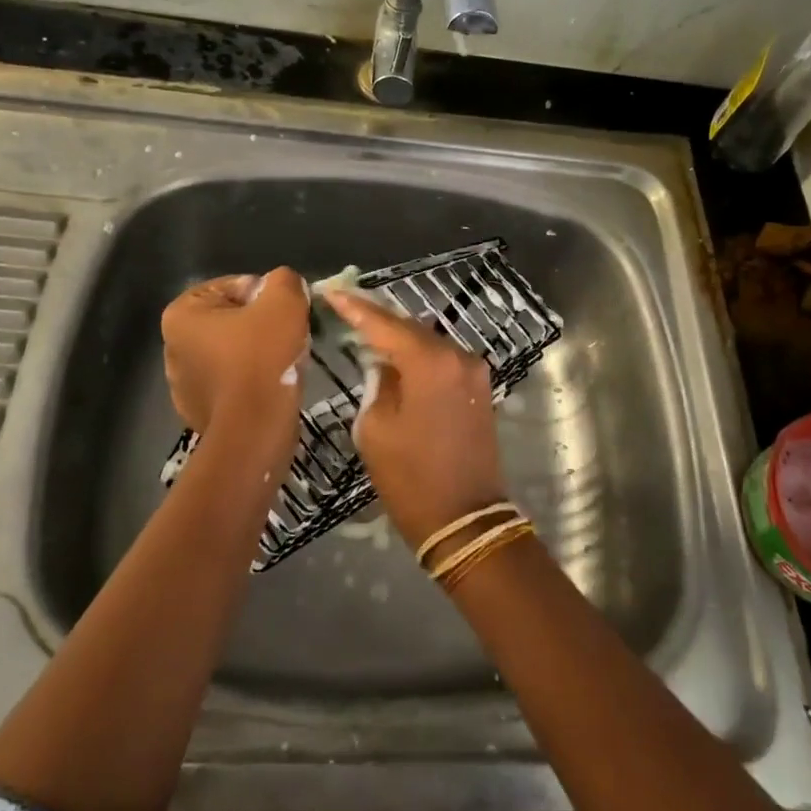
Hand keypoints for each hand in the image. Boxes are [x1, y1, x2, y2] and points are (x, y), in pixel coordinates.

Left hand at [162, 268, 307, 453]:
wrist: (254, 430)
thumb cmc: (263, 358)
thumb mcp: (284, 301)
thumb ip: (284, 280)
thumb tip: (283, 285)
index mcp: (181, 314)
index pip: (234, 286)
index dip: (266, 295)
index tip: (284, 314)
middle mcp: (172, 346)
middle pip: (232, 319)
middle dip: (261, 324)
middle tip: (289, 337)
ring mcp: (182, 383)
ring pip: (233, 351)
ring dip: (257, 353)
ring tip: (282, 364)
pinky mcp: (198, 411)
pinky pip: (231, 382)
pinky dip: (250, 380)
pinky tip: (269, 388)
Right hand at [324, 290, 506, 548]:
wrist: (466, 520)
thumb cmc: (411, 478)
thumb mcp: (376, 428)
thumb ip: (377, 382)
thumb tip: (384, 363)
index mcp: (430, 362)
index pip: (384, 323)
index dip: (354, 307)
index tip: (330, 290)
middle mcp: (457, 356)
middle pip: (410, 327)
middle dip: (378, 319)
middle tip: (345, 307)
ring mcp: (473, 371)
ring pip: (427, 342)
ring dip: (399, 338)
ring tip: (365, 331)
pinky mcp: (479, 387)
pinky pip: (442, 360)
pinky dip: (418, 356)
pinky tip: (396, 357)